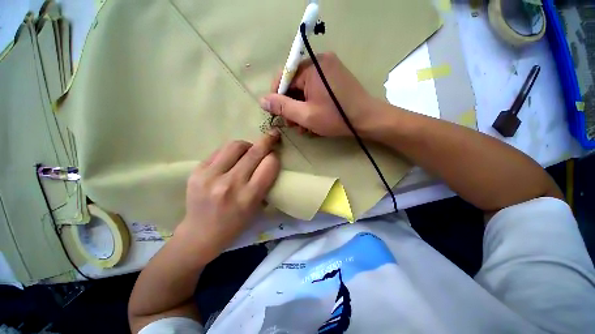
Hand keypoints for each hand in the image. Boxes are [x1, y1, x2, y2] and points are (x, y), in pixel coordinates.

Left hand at [176, 131, 280, 257]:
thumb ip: (265, 183)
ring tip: (249, 151)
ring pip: (236, 145)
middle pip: (255, 152)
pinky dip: (231, 152)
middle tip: (273, 135)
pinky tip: (232, 158)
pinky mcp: (197, 171)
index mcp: (249, 197)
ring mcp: (211, 176)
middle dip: (267, 140)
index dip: (275, 157)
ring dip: (248, 145)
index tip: (275, 156)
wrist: (200, 234)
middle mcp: (231, 184)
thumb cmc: (235, 224)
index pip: (269, 165)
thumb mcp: (257, 207)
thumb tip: (270, 160)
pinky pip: (220, 151)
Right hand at [260, 52, 377, 136]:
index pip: (284, 77)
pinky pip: (315, 90)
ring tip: (304, 127)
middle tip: (293, 125)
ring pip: (304, 89)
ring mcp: (328, 69)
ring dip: (301, 109)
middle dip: (291, 106)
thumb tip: (263, 100)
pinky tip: (313, 119)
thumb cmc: (336, 117)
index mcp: (311, 67)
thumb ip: (283, 107)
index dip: (277, 97)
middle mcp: (319, 62)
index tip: (279, 115)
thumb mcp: (306, 115)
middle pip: (294, 84)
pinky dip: (311, 104)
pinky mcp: (334, 78)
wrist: (367, 119)